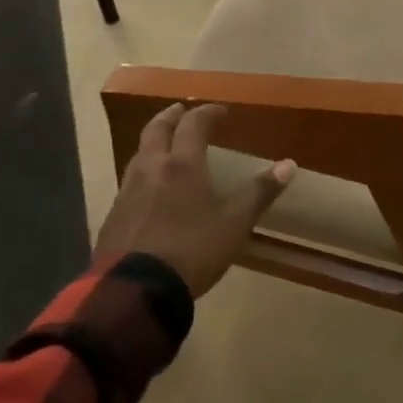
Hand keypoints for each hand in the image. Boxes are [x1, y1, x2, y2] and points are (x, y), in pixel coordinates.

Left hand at [97, 103, 296, 298]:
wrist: (135, 291)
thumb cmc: (192, 250)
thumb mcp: (235, 223)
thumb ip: (260, 192)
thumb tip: (289, 164)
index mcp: (182, 165)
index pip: (194, 124)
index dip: (208, 113)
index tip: (221, 111)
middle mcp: (151, 169)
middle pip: (156, 130)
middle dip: (171, 116)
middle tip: (182, 111)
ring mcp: (127, 192)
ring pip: (139, 154)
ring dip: (154, 143)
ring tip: (166, 146)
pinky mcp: (113, 216)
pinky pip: (129, 181)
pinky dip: (143, 171)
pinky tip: (149, 188)